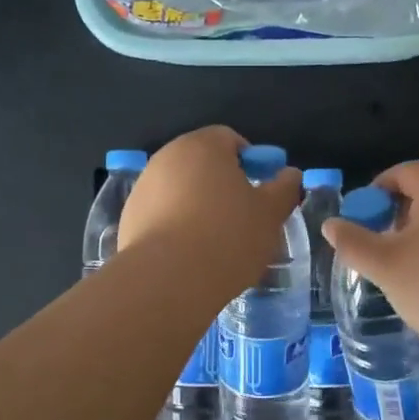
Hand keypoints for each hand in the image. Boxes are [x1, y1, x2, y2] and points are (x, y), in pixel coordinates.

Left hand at [118, 126, 301, 280]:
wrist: (167, 280)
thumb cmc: (228, 236)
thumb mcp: (270, 214)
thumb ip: (284, 188)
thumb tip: (289, 174)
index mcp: (203, 146)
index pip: (230, 138)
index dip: (250, 161)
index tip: (260, 191)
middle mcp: (168, 157)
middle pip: (202, 163)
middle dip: (222, 184)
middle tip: (243, 217)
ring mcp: (144, 187)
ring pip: (181, 189)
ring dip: (198, 206)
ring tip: (216, 242)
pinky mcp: (129, 217)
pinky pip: (161, 214)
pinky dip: (176, 226)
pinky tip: (189, 255)